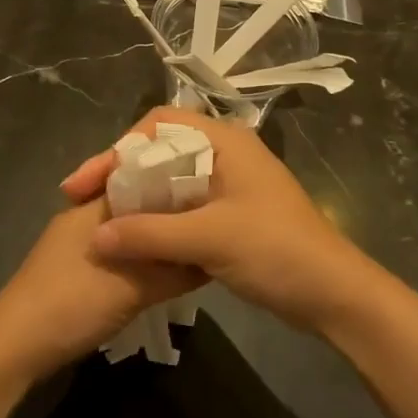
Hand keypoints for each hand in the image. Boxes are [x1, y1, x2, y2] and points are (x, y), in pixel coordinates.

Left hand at [0, 197, 204, 382]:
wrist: (13, 348)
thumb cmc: (71, 305)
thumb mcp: (132, 289)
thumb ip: (174, 271)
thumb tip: (212, 257)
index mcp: (94, 206)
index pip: (142, 178)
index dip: (176, 184)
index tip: (210, 194)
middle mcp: (83, 216)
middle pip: (136, 205)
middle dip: (168, 215)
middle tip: (207, 224)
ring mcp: (75, 244)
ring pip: (126, 232)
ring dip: (153, 240)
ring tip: (191, 248)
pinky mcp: (74, 271)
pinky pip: (117, 253)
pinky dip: (139, 258)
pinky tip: (161, 274)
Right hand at [60, 108, 384, 335]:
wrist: (333, 294)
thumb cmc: (276, 251)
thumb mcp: (210, 239)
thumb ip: (149, 234)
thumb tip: (94, 236)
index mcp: (224, 141)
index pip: (159, 123)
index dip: (120, 147)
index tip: (90, 181)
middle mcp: (225, 154)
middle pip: (160, 151)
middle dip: (121, 173)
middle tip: (83, 201)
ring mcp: (228, 186)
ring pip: (169, 182)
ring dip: (137, 199)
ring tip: (101, 221)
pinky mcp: (229, 215)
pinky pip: (181, 207)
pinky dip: (155, 219)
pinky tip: (133, 240)